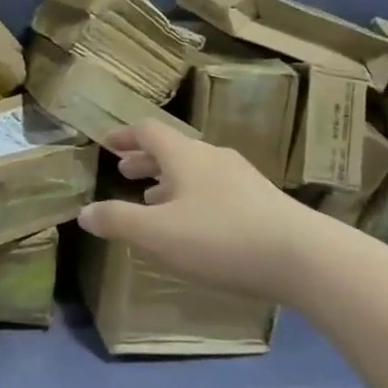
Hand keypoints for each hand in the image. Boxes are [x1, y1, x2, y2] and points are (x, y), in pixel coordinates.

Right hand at [79, 121, 317, 300]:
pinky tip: (195, 224)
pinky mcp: (262, 201)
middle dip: (145, 160)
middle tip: (125, 173)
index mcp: (184, 155)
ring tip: (154, 201)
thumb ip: (118, 221)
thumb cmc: (221, 237)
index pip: (148, 131)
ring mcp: (241, 177)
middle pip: (172, 149)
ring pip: (195, 170)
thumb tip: (84, 212)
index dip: (124, 136)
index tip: (106, 143)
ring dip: (169, 180)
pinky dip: (193, 196)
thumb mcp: (158, 234)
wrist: (303, 256)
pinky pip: (215, 187)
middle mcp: (212, 157)